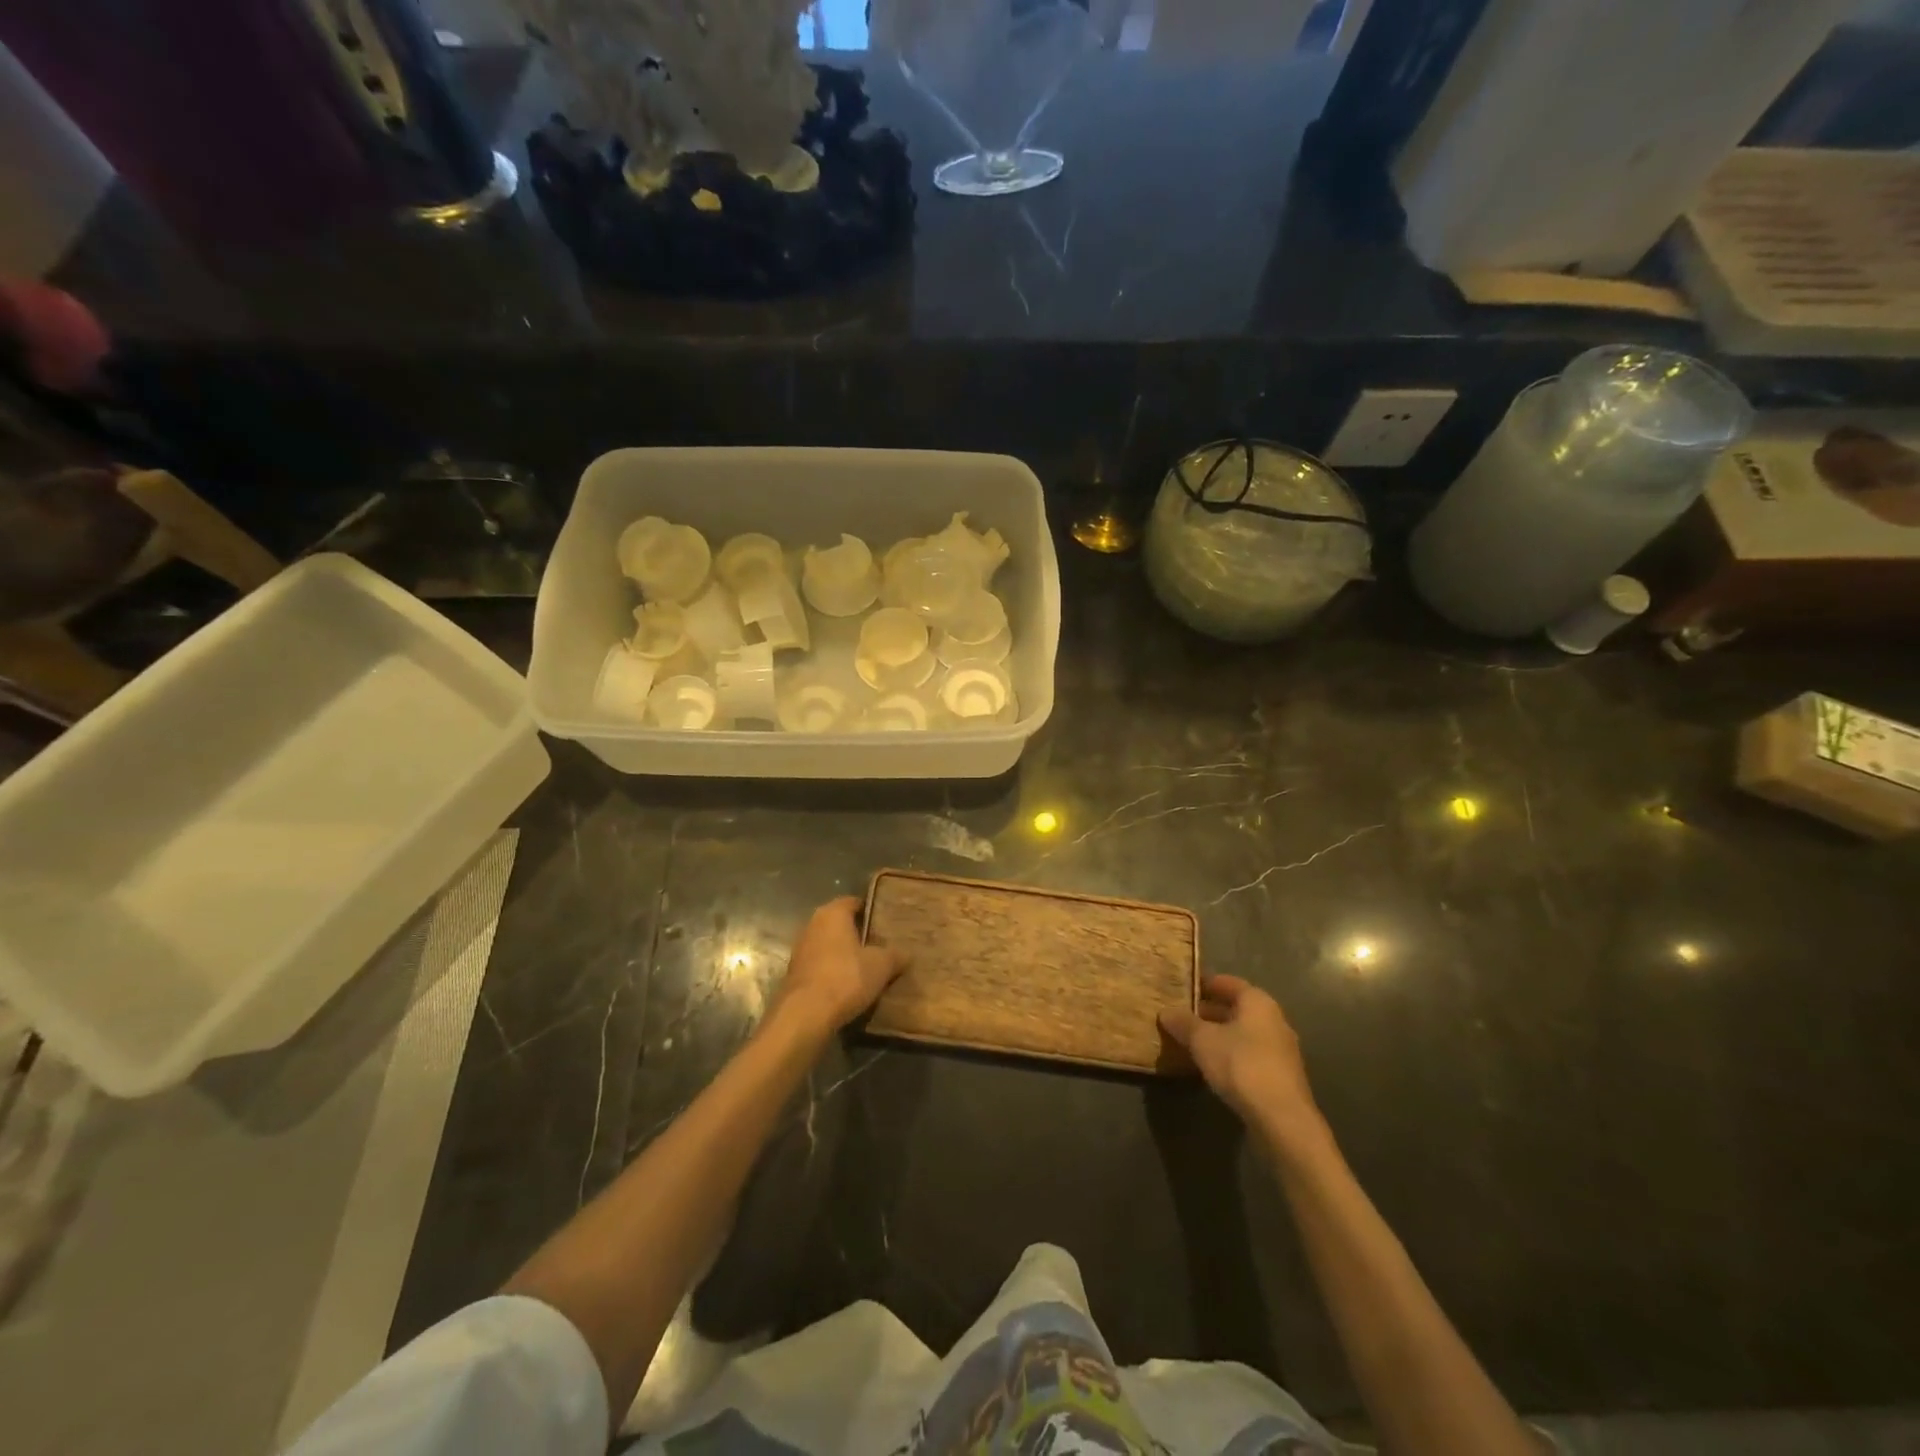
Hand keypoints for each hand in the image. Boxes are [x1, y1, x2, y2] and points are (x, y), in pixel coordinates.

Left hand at [774, 897, 905, 1035]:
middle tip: (881, 944)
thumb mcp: (882, 966)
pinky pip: (819, 964)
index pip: (854, 902)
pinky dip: (832, 970)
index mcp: (833, 913)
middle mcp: (812, 924)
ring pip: (828, 944)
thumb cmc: (846, 978)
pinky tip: (847, 984)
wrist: (805, 1014)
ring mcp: (800, 949)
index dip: (871, 910)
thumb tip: (907, 954)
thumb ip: (896, 955)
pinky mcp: (794, 973)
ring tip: (867, 966)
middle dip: (858, 933)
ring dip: (844, 953)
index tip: (886, 922)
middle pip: (840, 923)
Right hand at [1159, 976, 1325, 1152]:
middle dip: (1209, 1011)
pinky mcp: (1281, 1076)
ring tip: (1191, 1041)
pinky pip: (1250, 1055)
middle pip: (1236, 1008)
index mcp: (1258, 1002)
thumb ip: (1184, 1023)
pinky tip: (1212, 1066)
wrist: (1282, 1119)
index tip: (1182, 987)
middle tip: (1181, 1015)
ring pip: (1243, 1033)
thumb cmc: (1241, 1065)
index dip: (1204, 983)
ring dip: (1219, 1035)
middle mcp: (1274, 1020)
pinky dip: (1231, 1054)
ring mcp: (1281, 1050)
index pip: (1227, 982)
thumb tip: (1166, 1012)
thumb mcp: (1202, 1040)